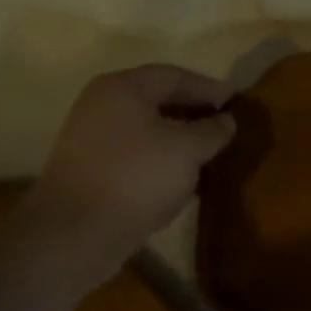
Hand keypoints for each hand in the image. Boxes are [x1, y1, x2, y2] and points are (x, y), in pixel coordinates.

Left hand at [25, 64, 236, 257]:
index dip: (208, 87)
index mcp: (122, 88)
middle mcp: (102, 105)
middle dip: (193, 113)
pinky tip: (181, 179)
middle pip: (157, 100)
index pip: (174, 76)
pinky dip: (161, 160)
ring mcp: (91, 139)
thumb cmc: (137, 177)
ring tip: (208, 154)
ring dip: (178, 139)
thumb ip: (212, 130)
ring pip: (146, 130)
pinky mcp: (90, 171)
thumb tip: (226, 120)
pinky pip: (135, 155)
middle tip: (225, 125)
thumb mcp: (188, 149)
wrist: (75, 234)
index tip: (236, 99)